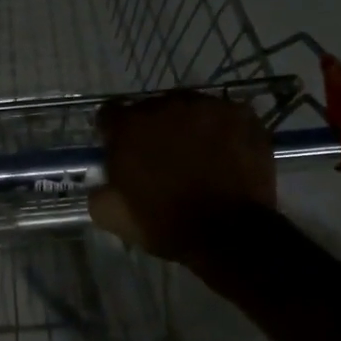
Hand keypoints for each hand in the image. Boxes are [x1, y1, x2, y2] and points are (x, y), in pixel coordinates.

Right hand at [89, 92, 276, 264]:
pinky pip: (224, 115)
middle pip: (152, 108)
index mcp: (129, 126)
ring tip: (199, 154)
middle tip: (163, 157)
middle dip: (153, 129)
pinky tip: (225, 152)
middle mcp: (166, 105)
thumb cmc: (166, 224)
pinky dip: (222, 129)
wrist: (229, 234)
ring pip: (189, 108)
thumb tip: (103, 180)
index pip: (110, 114)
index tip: (121, 150)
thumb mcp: (112, 216)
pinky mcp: (241, 114)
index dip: (114, 133)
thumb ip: (98, 189)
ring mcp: (207, 106)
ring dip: (188, 125)